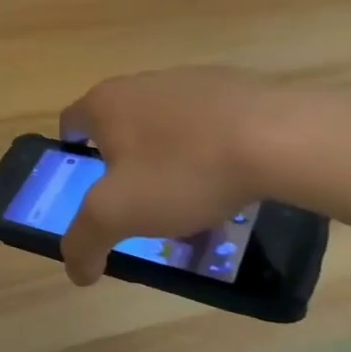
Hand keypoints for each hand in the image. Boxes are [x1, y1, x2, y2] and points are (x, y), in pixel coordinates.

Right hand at [57, 67, 278, 286]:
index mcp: (103, 103)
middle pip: (118, 121)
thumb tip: (75, 271)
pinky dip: (208, 143)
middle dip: (124, 156)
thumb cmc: (183, 171)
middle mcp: (138, 83)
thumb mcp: (119, 214)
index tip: (90, 182)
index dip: (73, 152)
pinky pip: (207, 118)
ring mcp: (188, 80)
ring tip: (191, 190)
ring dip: (167, 149)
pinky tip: (229, 174)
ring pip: (164, 120)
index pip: (71, 122)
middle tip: (140, 195)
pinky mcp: (233, 85)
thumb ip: (85, 240)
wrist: (279, 138)